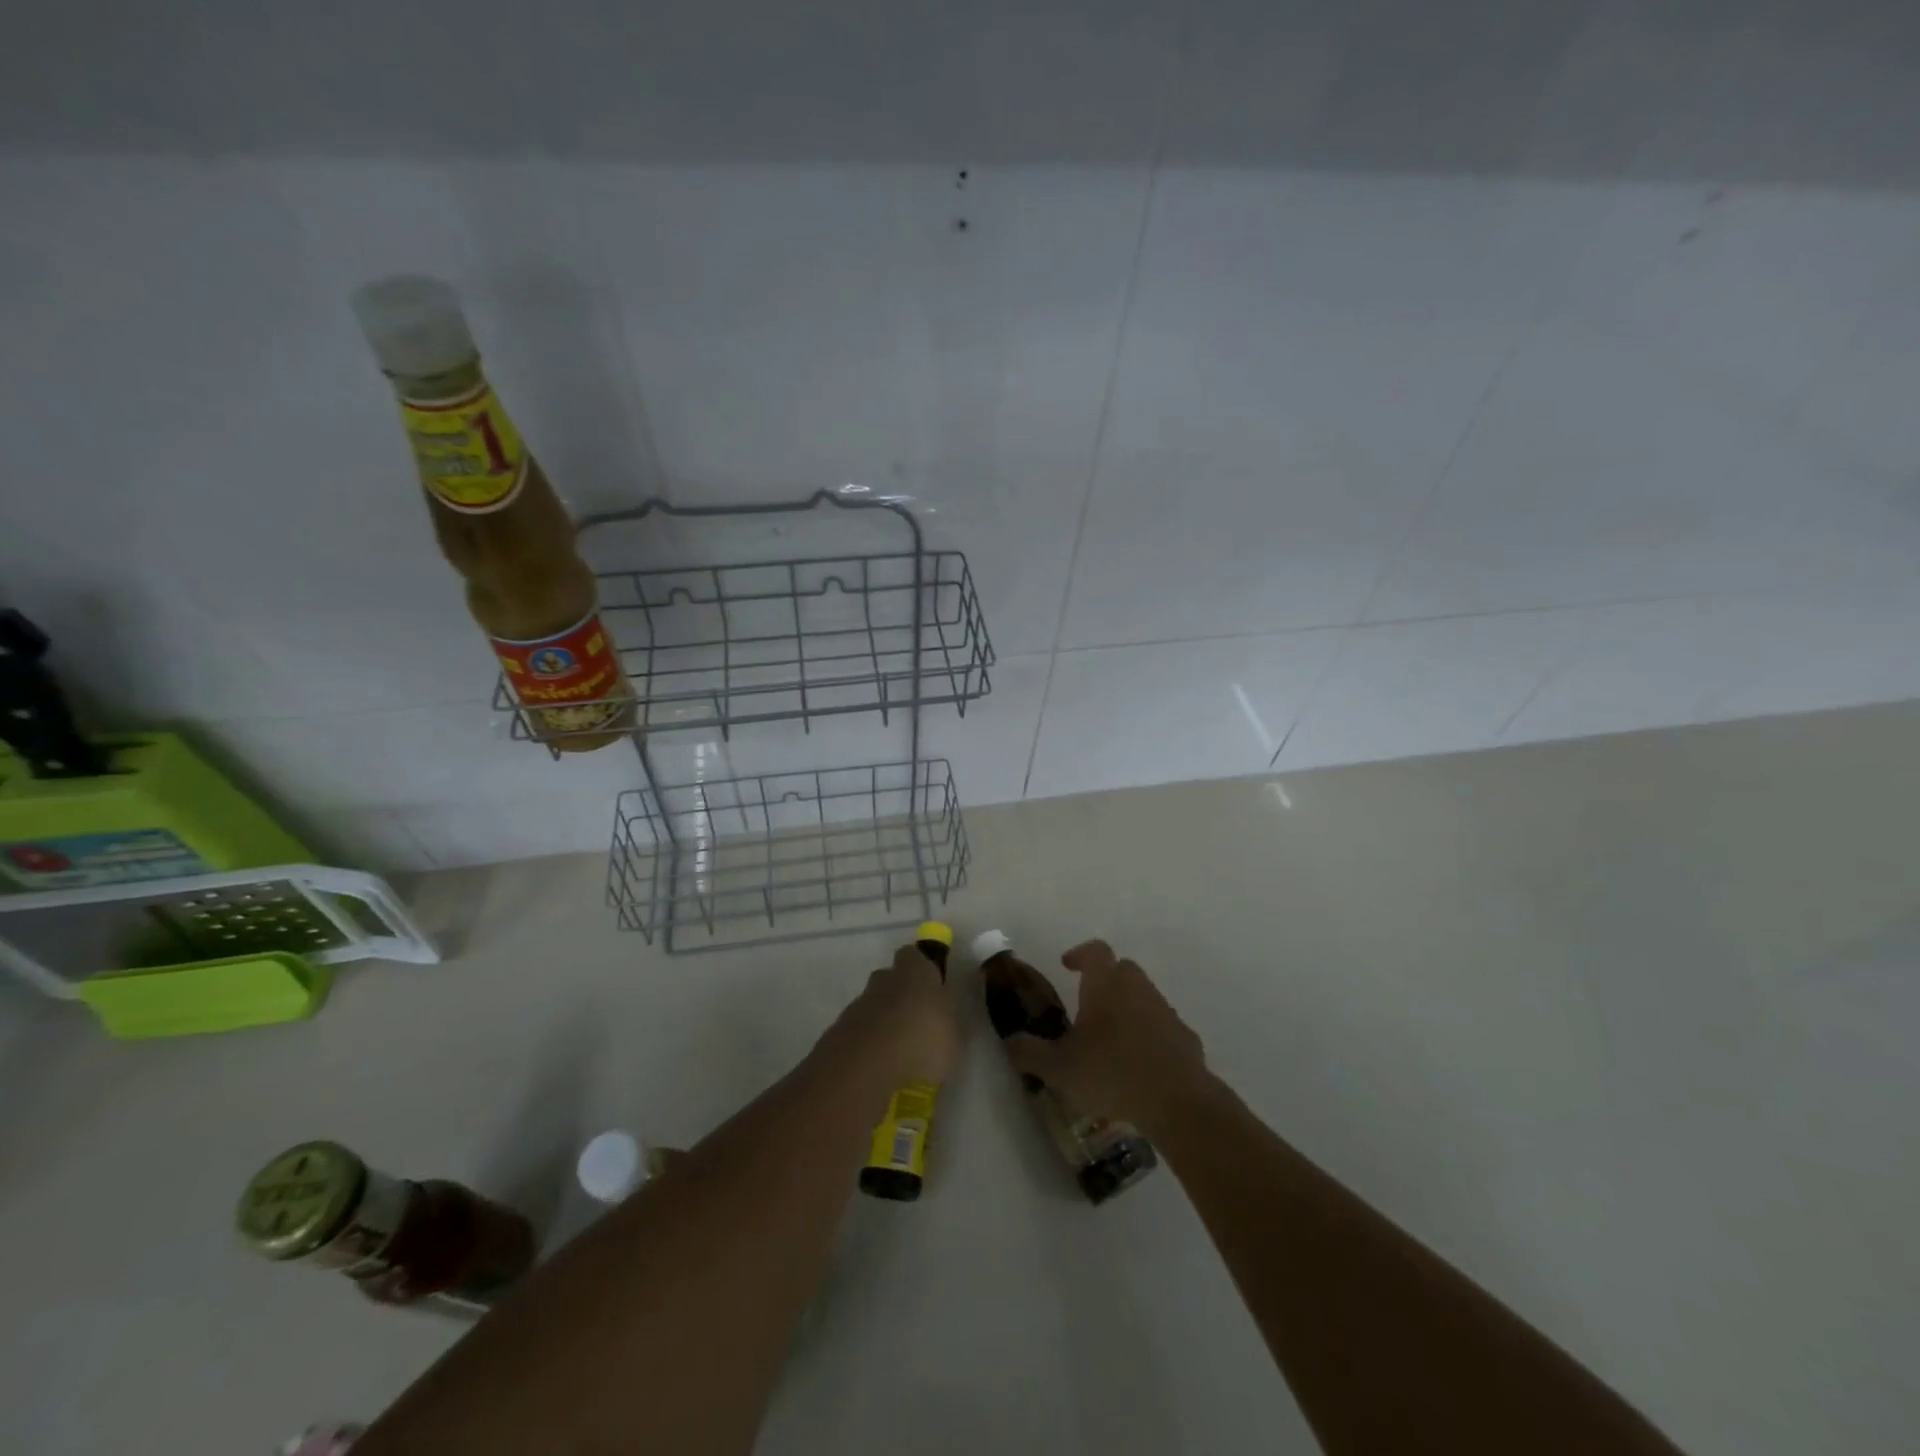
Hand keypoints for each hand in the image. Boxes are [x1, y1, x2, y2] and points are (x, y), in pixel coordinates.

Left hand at [826, 941, 960, 1089]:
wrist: (866, 1068)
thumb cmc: (922, 1043)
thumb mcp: (953, 1036)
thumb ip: (946, 1021)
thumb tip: (940, 1017)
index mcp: (915, 973)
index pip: (914, 956)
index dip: (920, 968)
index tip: (930, 987)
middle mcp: (884, 981)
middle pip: (890, 979)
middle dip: (900, 996)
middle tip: (914, 1023)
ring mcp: (858, 1005)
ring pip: (872, 1006)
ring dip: (882, 1023)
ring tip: (897, 1054)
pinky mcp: (838, 1031)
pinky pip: (858, 1032)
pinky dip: (867, 1044)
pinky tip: (877, 1067)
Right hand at [1004, 940, 1213, 1137]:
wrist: (1177, 1101)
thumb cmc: (1111, 1073)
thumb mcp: (1059, 1068)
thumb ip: (1030, 1052)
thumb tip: (1009, 1042)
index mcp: (1106, 985)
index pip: (1095, 951)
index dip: (1080, 954)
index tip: (1067, 964)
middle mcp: (1137, 988)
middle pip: (1122, 969)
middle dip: (1105, 979)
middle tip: (1088, 1003)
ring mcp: (1165, 1011)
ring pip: (1144, 996)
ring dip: (1128, 1007)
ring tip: (1111, 1038)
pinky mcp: (1185, 1037)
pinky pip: (1162, 1026)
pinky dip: (1150, 1034)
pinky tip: (1140, 1062)